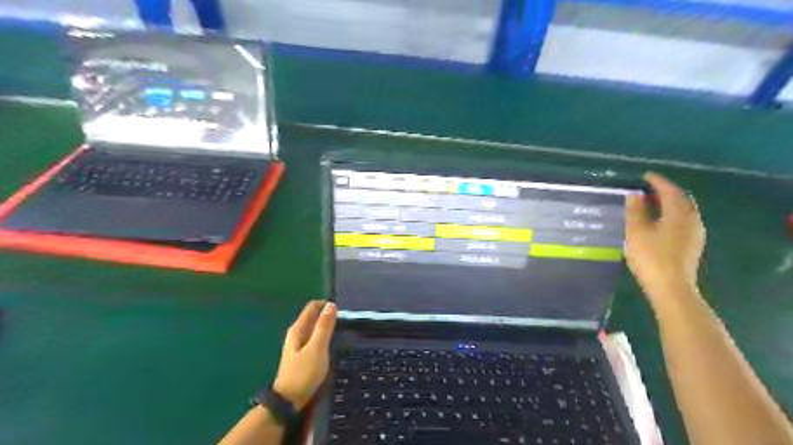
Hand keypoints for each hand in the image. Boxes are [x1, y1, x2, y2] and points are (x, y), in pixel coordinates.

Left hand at [274, 300, 335, 407]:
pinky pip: (314, 339)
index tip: (342, 310)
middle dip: (327, 315)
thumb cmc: (304, 373)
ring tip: (342, 330)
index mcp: (298, 329)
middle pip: (312, 317)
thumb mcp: (317, 348)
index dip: (326, 304)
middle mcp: (296, 333)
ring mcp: (298, 345)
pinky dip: (323, 337)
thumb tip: (331, 305)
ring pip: (313, 328)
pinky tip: (332, 344)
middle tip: (345, 320)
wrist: (289, 401)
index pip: (311, 307)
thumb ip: (324, 326)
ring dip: (326, 326)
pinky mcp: (302, 356)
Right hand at [626, 172, 704, 302]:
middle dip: (666, 191)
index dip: (657, 181)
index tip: (645, 175)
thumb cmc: (650, 257)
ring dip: (669, 203)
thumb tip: (635, 194)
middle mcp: (692, 220)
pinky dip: (672, 214)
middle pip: (681, 199)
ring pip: (684, 210)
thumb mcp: (636, 231)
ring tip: (652, 204)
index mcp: (679, 214)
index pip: (669, 191)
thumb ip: (635, 211)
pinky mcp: (692, 244)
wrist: (671, 287)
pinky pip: (684, 221)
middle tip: (648, 189)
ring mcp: (695, 233)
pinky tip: (660, 221)